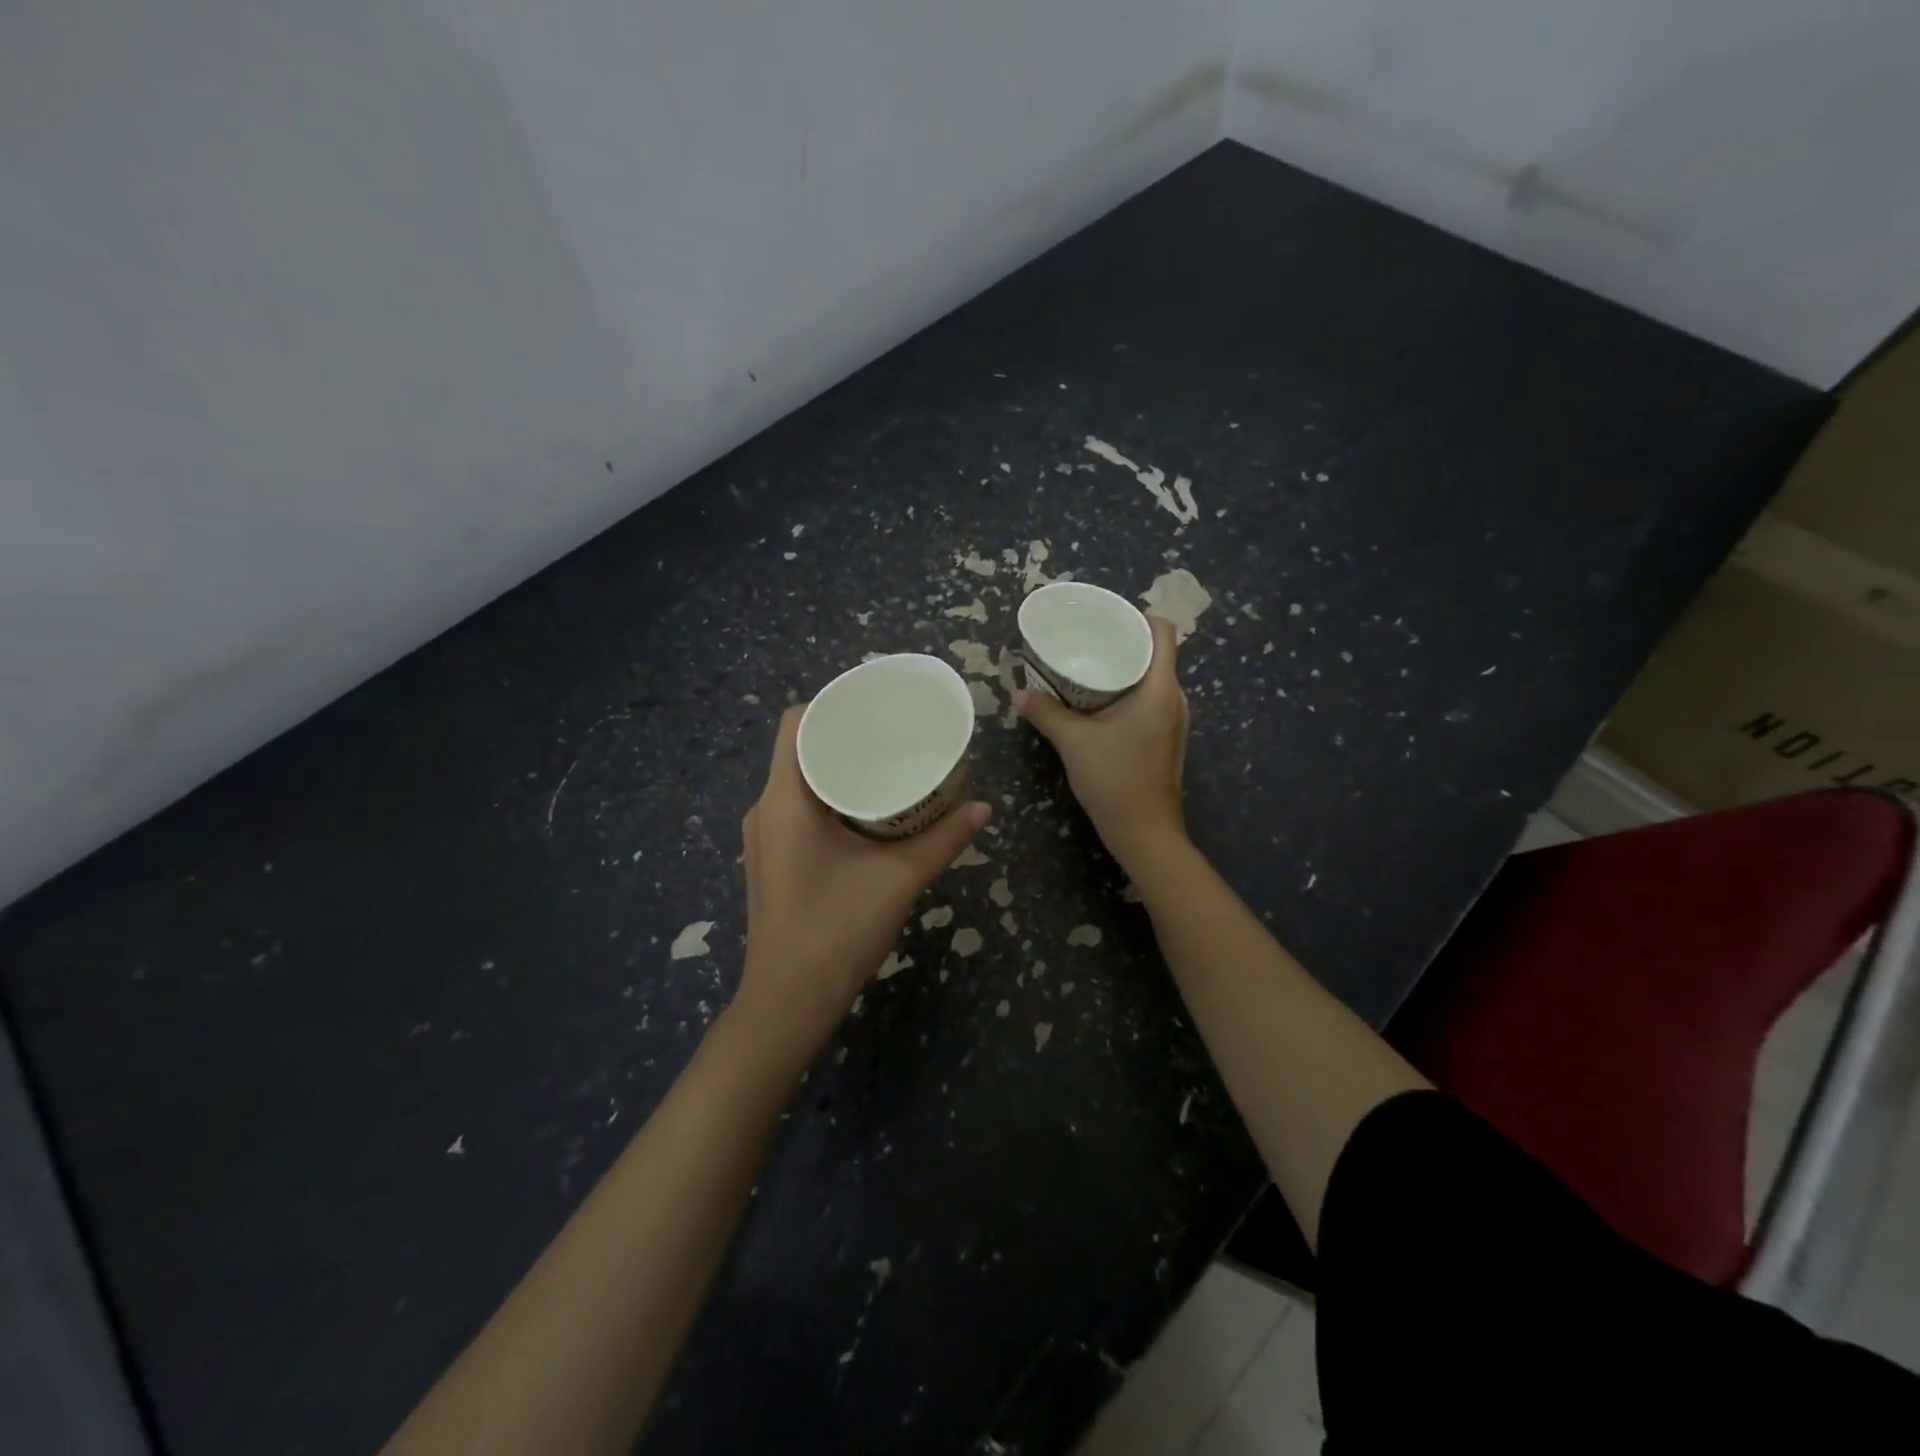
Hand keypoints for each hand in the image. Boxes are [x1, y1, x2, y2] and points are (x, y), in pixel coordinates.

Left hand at [734, 706, 991, 1058]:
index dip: (833, 704)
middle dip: (844, 737)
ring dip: (838, 770)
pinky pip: (798, 809)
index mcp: (785, 799)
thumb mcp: (899, 878)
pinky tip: (867, 812)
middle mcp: (766, 808)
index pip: (796, 723)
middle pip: (800, 749)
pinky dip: (830, 799)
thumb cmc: (837, 930)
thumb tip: (984, 807)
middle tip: (893, 734)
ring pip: (799, 781)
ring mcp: (764, 838)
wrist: (789, 1002)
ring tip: (886, 766)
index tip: (875, 706)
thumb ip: (944, 839)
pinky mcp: (772, 860)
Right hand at [1015, 615, 1188, 868]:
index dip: (1139, 617)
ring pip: (1153, 679)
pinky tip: (1099, 704)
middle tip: (1088, 641)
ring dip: (1125, 671)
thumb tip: (1019, 694)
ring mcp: (1174, 721)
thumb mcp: (1073, 742)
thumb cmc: (1115, 780)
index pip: (1164, 632)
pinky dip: (1128, 694)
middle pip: (1157, 654)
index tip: (1107, 618)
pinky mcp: (1167, 740)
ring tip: (1090, 668)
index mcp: (1160, 689)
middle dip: (1124, 643)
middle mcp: (1174, 699)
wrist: (1145, 833)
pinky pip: (1150, 701)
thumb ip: (1046, 713)